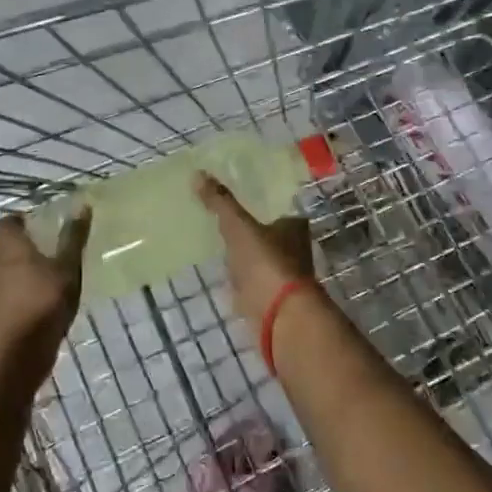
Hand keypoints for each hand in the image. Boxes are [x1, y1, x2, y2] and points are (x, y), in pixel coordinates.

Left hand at [0, 211, 89, 379]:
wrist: (19, 352)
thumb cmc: (44, 301)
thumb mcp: (68, 267)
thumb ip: (73, 237)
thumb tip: (82, 205)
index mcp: (8, 245)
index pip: (5, 222)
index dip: (18, 221)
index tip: (36, 224)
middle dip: (5, 241)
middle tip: (29, 244)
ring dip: (3, 265)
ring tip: (28, 270)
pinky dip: (3, 288)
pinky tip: (23, 296)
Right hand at [194, 174, 317, 328]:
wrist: (279, 318)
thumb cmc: (266, 263)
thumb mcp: (239, 226)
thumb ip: (220, 202)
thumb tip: (197, 173)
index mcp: (294, 226)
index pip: (277, 206)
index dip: (260, 201)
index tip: (237, 196)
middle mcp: (294, 248)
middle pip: (269, 232)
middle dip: (249, 228)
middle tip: (220, 217)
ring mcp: (282, 275)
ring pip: (259, 256)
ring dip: (243, 253)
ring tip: (215, 241)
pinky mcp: (269, 298)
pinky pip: (249, 279)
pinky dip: (237, 276)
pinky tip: (220, 271)